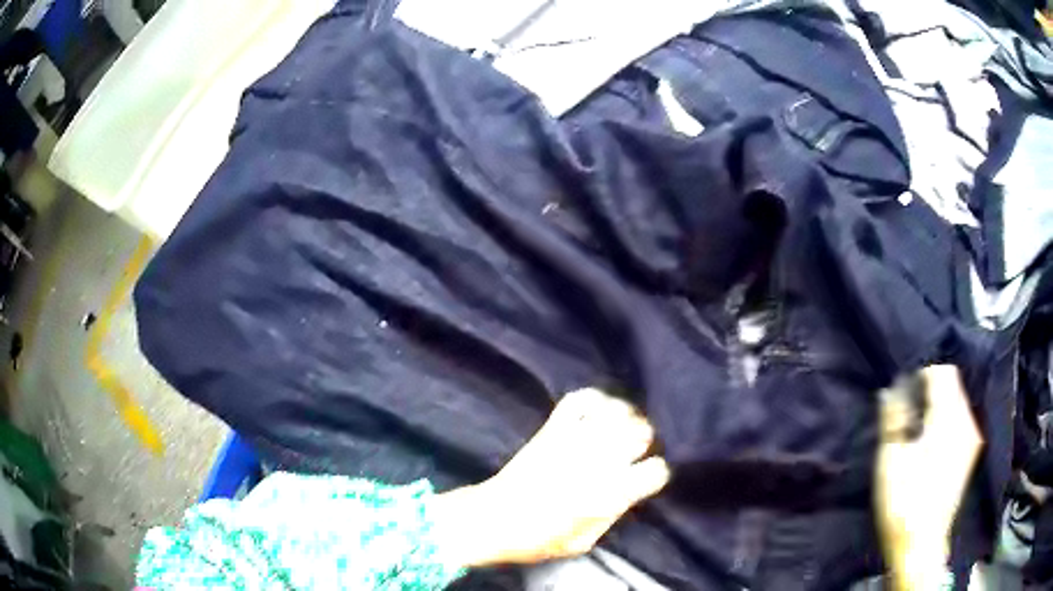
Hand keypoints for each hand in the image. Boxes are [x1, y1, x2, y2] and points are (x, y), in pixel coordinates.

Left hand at [434, 388, 670, 567]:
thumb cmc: (539, 540)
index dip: (654, 475)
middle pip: (642, 433)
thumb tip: (628, 493)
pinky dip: (594, 399)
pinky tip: (596, 411)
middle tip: (632, 453)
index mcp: (612, 493)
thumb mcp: (584, 542)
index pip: (656, 470)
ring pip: (618, 411)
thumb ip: (612, 515)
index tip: (645, 479)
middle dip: (643, 443)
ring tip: (618, 430)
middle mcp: (600, 460)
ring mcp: (576, 439)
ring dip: (624, 419)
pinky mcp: (553, 428)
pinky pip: (580, 399)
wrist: (493, 520)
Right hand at [875, 365, 982, 589]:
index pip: (943, 373)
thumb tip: (891, 389)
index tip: (905, 396)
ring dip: (939, 407)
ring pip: (958, 403)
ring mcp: (972, 439)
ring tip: (918, 432)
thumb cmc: (904, 503)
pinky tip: (931, 446)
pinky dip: (947, 422)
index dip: (922, 376)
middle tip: (908, 416)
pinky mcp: (970, 455)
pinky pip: (961, 421)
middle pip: (953, 385)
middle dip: (931, 392)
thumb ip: (893, 420)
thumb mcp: (891, 461)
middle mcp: (967, 422)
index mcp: (948, 419)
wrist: (922, 547)